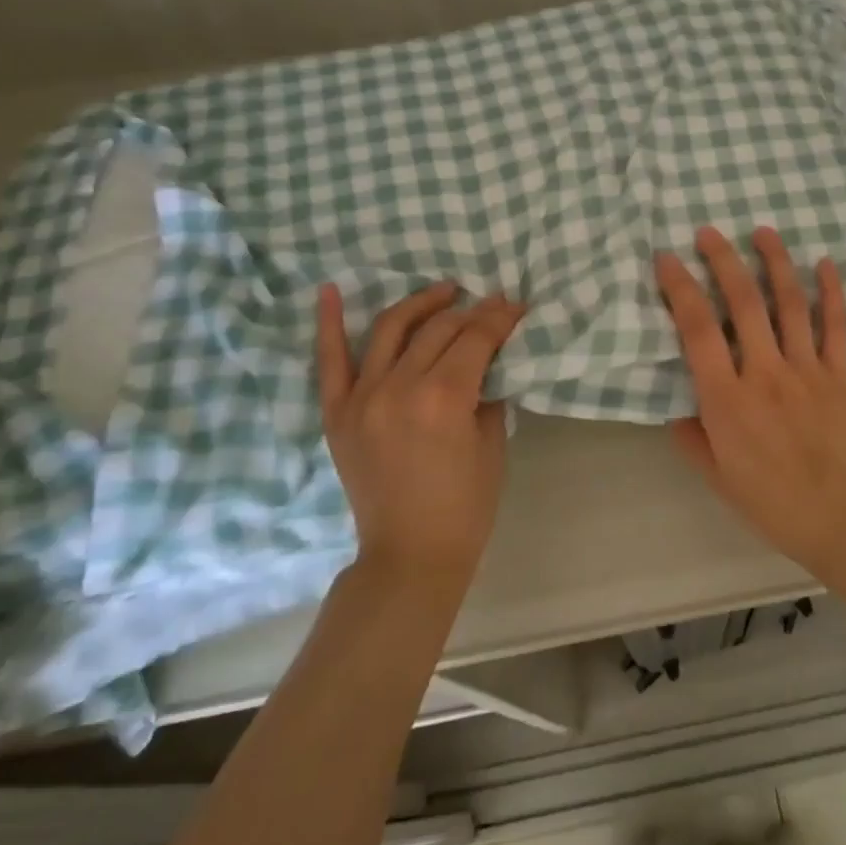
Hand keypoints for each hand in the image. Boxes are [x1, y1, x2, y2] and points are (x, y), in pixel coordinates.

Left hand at [315, 282, 524, 594]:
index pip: (476, 337)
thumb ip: (487, 390)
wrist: (410, 553)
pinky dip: (328, 323)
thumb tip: (488, 357)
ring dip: (420, 303)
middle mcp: (398, 387)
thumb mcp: (491, 441)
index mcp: (443, 398)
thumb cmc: (466, 504)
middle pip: (438, 328)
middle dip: (471, 311)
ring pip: (390, 329)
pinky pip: (329, 361)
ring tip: (444, 291)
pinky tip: (330, 290)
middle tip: (492, 305)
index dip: (500, 317)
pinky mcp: (337, 413)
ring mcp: (362, 397)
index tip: (517, 305)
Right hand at [655, 226, 845, 575]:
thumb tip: (677, 409)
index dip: (679, 288)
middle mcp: (764, 372)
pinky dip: (832, 291)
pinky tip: (826, 263)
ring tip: (763, 231)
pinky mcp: (839, 373)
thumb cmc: (774, 503)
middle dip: (723, 260)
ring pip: (789, 303)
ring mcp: (806, 368)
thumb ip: (693, 438)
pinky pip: (836, 325)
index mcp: (727, 399)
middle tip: (709, 232)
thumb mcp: (718, 477)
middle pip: (742, 302)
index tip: (666, 258)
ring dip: (775, 262)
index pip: (697, 330)